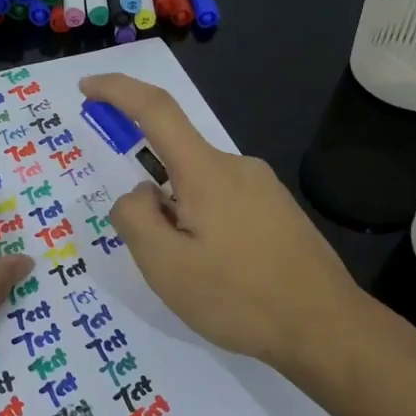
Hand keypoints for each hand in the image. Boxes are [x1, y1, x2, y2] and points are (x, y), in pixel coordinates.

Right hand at [78, 73, 366, 374]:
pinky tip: (224, 275)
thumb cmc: (240, 297)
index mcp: (206, 171)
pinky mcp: (279, 210)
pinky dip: (206, 228)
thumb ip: (135, 219)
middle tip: (162, 260)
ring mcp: (263, 187)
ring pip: (199, 188)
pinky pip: (225, 203)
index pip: (155, 109)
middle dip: (154, 203)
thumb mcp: (166, 267)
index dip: (117, 90)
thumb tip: (139, 194)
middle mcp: (236, 166)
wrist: (327, 328)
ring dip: (181, 221)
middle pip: (175, 162)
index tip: (87, 87)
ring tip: (199, 279)